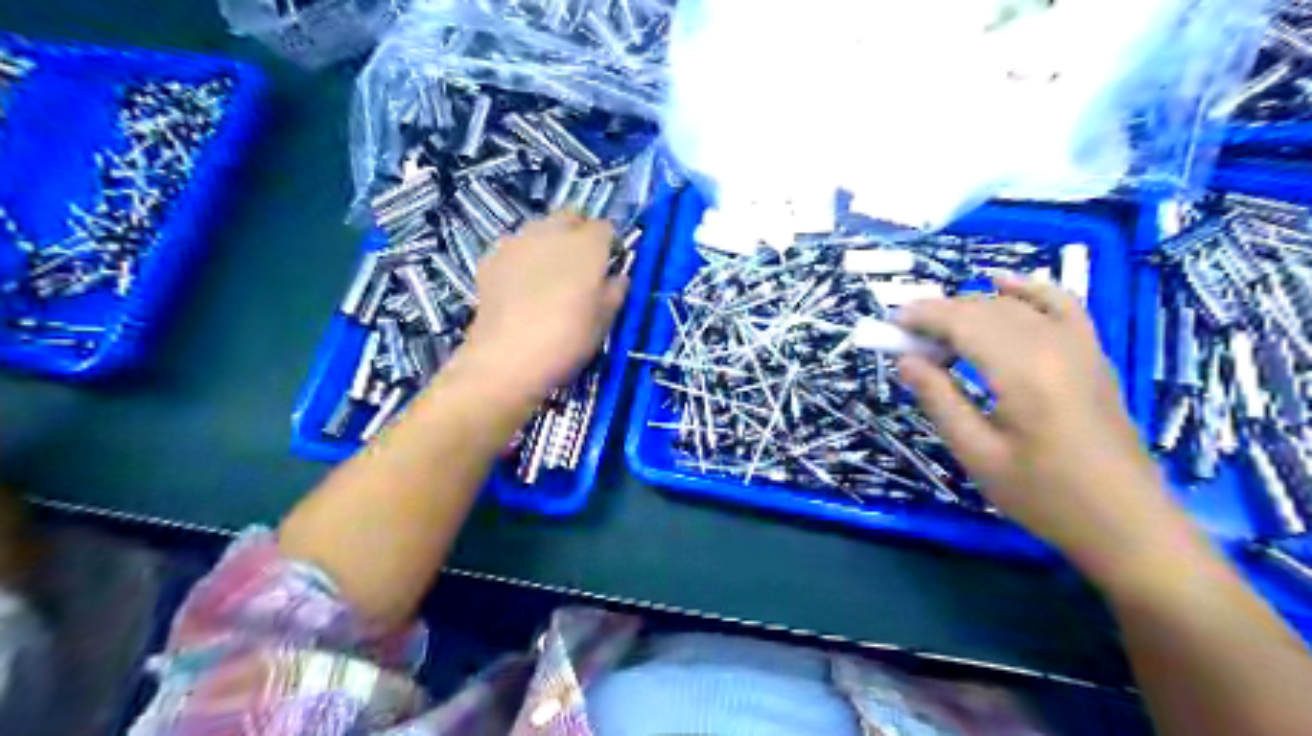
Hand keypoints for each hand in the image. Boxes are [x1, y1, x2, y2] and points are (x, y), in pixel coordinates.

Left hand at [457, 213, 625, 400]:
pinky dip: (522, 260)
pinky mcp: (490, 258)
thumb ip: (615, 291)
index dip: (609, 245)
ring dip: (548, 243)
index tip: (608, 267)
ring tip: (548, 278)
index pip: (606, 228)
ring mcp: (517, 242)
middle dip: (578, 233)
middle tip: (580, 267)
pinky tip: (521, 288)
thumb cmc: (567, 340)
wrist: (506, 360)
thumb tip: (617, 277)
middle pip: (570, 216)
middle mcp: (552, 232)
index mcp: (587, 245)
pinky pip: (514, 249)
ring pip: (539, 229)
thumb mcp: (604, 322)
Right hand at [897, 277, 1196, 581]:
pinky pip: (1060, 304)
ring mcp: (1079, 346)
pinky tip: (1001, 282)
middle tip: (904, 337)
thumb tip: (905, 359)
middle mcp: (1053, 345)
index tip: (889, 324)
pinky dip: (1028, 288)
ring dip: (969, 308)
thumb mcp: (978, 454)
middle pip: (984, 309)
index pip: (962, 323)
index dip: (922, 317)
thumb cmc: (1044, 497)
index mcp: (1023, 372)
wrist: (1126, 523)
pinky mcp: (1092, 354)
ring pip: (1013, 305)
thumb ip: (939, 399)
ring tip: (936, 329)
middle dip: (938, 314)